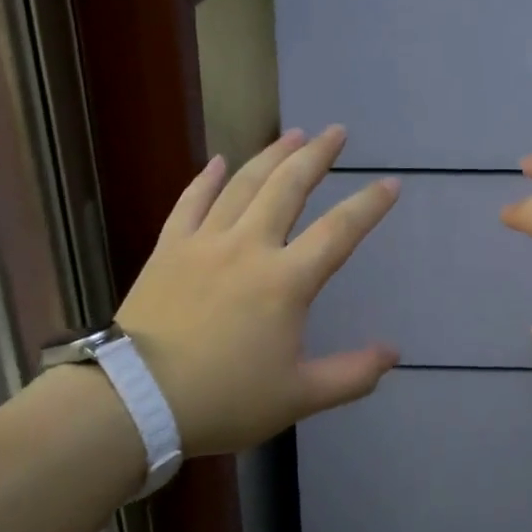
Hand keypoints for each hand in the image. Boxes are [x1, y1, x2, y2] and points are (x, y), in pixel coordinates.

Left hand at [115, 126, 399, 456]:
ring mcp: (204, 242)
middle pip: (289, 187)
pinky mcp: (168, 248)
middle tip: (336, 132)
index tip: (390, 183)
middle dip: (316, 156)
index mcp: (285, 281)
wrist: (137, 400)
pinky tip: (220, 161)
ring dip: (271, 155)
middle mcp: (249, 247)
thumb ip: (351, 375)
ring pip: (243, 185)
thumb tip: (394, 354)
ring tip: (293, 134)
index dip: (369, 205)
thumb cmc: (223, 399)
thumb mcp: (297, 396)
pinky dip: (207, 179)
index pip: (339, 231)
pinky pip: (190, 202)